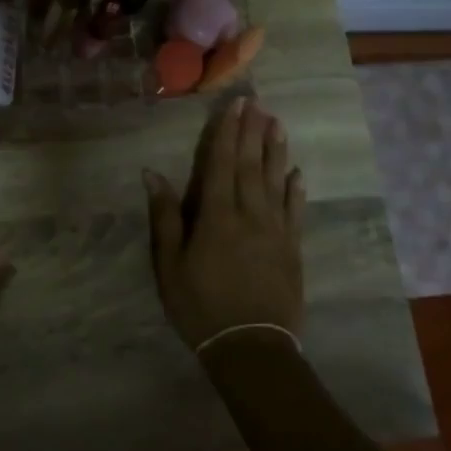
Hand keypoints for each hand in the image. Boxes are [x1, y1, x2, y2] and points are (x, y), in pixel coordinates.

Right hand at [144, 96, 304, 354]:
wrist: (251, 348)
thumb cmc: (200, 305)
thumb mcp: (170, 265)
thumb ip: (165, 217)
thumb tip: (152, 174)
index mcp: (217, 216)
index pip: (221, 164)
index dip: (226, 133)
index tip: (234, 106)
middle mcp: (249, 215)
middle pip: (250, 165)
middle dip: (252, 132)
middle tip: (258, 103)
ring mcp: (276, 231)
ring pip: (276, 181)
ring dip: (276, 151)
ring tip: (278, 124)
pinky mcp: (293, 249)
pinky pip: (295, 212)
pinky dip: (296, 189)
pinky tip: (297, 173)